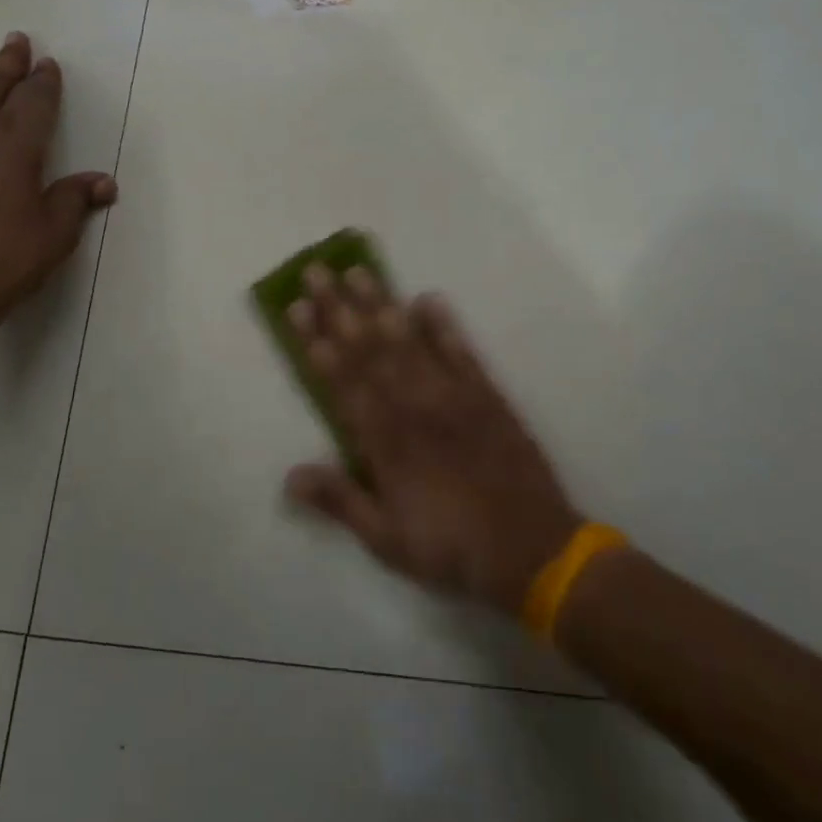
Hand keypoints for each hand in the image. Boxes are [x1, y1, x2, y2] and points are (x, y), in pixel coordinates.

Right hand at [284, 265, 582, 614]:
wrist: (532, 550)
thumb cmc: (450, 547)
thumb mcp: (385, 538)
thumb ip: (340, 500)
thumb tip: (289, 476)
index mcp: (384, 441)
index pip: (342, 381)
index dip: (316, 343)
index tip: (297, 308)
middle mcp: (413, 407)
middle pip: (369, 350)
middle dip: (339, 309)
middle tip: (317, 271)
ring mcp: (451, 397)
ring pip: (408, 342)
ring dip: (381, 304)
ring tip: (359, 271)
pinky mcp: (487, 396)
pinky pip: (461, 353)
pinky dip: (444, 325)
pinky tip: (428, 298)